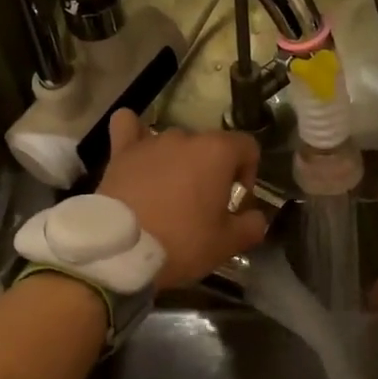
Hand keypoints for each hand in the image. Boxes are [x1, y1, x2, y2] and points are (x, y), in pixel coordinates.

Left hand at [98, 111, 268, 289]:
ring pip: (174, 143)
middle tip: (204, 206)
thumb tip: (256, 218)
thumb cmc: (181, 243)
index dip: (248, 172)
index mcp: (217, 152)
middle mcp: (185, 137)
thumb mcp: (226, 244)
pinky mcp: (120, 152)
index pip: (248, 146)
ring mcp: (150, 141)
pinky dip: (134, 133)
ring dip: (179, 162)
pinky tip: (136, 148)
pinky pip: (127, 126)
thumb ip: (251, 226)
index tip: (237, 201)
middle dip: (212, 170)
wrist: (120, 251)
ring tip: (170, 193)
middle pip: (209, 146)